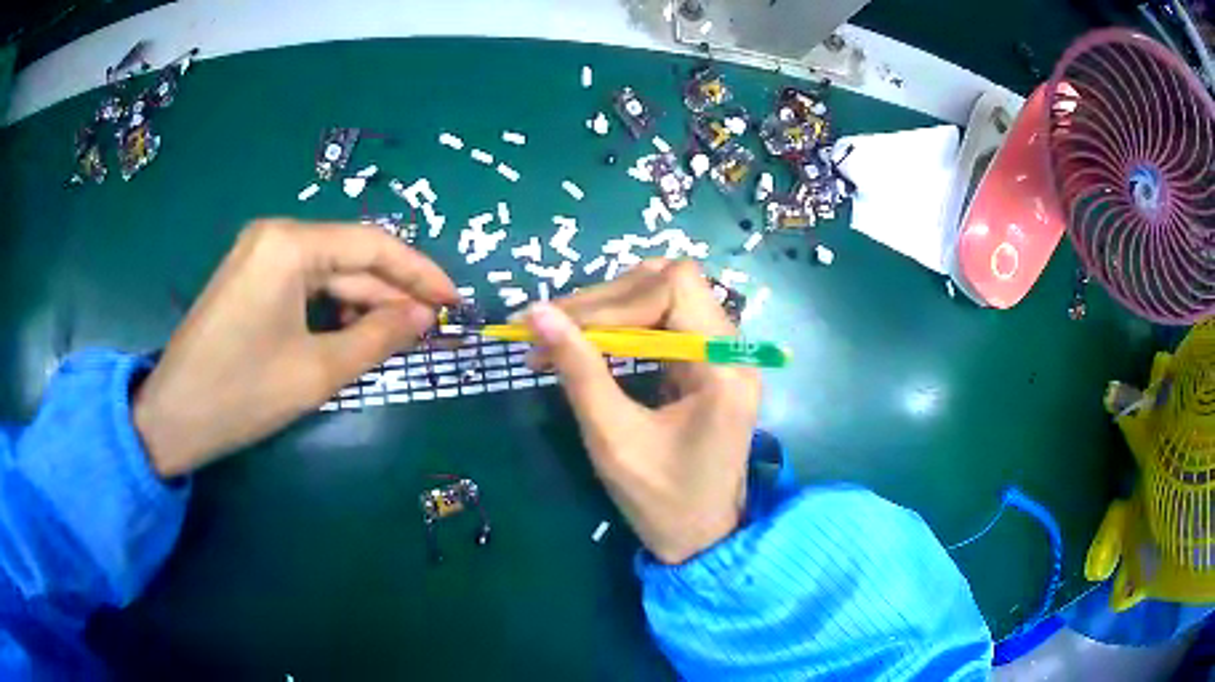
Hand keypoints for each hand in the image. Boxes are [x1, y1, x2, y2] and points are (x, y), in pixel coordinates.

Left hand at [134, 219, 457, 477]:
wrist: (172, 418)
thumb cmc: (242, 394)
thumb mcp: (317, 371)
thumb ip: (378, 337)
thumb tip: (426, 317)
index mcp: (290, 244)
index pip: (372, 245)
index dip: (420, 273)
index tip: (455, 301)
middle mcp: (275, 235)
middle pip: (350, 257)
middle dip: (391, 293)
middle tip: (431, 328)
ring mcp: (258, 254)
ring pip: (328, 272)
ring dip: (364, 303)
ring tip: (397, 338)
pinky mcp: (250, 278)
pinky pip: (304, 284)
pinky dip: (333, 308)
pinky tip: (351, 334)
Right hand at [522, 261, 760, 563]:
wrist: (701, 539)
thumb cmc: (662, 501)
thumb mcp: (613, 438)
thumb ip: (579, 371)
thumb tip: (537, 313)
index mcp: (722, 365)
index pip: (674, 287)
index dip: (613, 299)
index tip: (559, 327)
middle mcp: (731, 347)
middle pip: (669, 283)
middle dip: (605, 300)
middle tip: (550, 326)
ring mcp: (721, 354)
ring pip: (664, 297)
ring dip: (610, 309)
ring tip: (561, 333)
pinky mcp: (706, 363)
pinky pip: (664, 322)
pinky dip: (622, 326)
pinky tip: (588, 342)